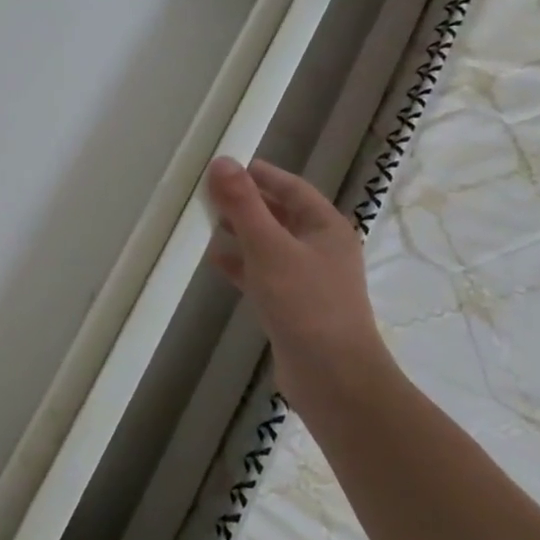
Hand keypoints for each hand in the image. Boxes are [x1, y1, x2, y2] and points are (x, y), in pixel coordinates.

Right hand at [205, 156, 393, 421]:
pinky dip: (241, 263)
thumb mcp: (269, 247)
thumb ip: (244, 204)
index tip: (226, 165)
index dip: (261, 174)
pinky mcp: (294, 305)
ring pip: (270, 244)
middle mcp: (321, 249)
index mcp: (326, 228)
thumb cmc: (305, 304)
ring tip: (206, 223)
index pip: (292, 188)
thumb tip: (222, 161)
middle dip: (246, 202)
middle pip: (281, 214)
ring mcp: (309, 279)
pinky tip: (215, 261)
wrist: (333, 378)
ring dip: (241, 232)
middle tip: (208, 193)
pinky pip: (263, 273)